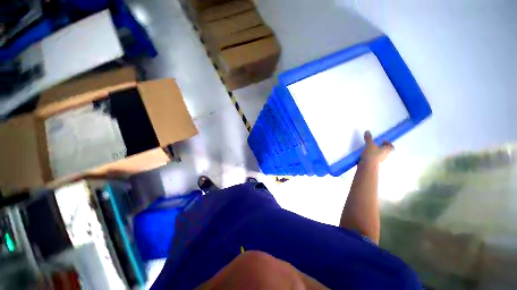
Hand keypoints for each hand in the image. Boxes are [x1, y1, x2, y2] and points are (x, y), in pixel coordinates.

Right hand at [360, 131, 393, 164]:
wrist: (367, 166)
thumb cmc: (371, 154)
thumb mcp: (369, 144)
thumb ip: (368, 138)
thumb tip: (367, 131)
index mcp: (387, 150)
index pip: (391, 146)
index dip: (388, 143)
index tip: (383, 141)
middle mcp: (385, 155)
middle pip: (386, 150)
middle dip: (382, 147)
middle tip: (376, 144)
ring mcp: (379, 160)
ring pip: (380, 154)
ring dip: (376, 152)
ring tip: (370, 149)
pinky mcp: (374, 163)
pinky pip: (374, 158)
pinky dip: (371, 155)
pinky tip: (366, 154)